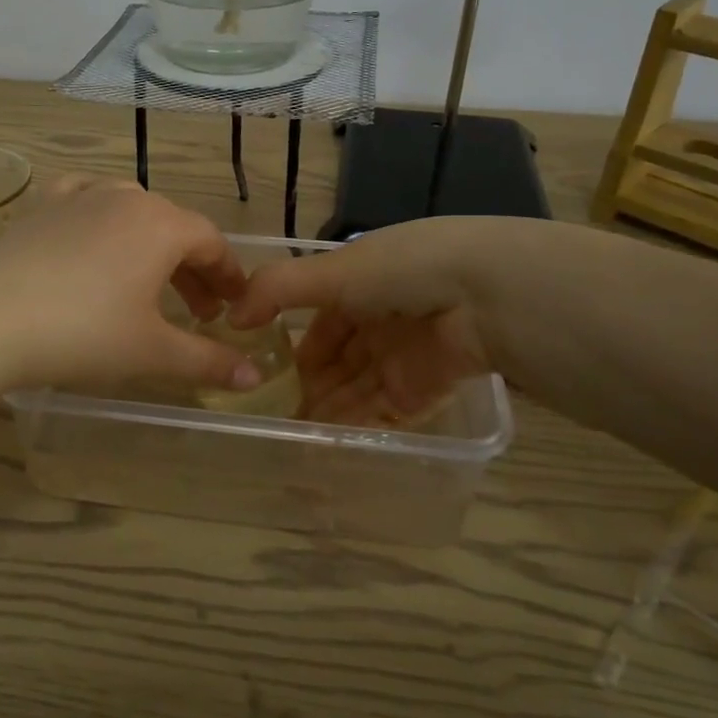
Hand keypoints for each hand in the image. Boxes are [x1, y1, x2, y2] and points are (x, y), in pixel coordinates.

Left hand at [0, 178, 264, 392]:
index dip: (229, 275)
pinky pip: (85, 198)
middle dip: (193, 269)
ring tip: (149, 280)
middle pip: (175, 227)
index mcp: (162, 225)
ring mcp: (80, 195)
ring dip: (151, 245)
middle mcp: (126, 197)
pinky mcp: (43, 205)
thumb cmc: (83, 332)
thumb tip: (254, 378)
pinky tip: (94, 232)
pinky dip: (100, 216)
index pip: (213, 243)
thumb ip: (207, 360)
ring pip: (132, 211)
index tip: (234, 305)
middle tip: (199, 311)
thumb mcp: (151, 351)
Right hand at [230, 218, 518, 424]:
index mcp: (363, 285)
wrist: (485, 297)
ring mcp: (405, 359)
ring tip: (289, 439)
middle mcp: (383, 322)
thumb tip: (231, 315)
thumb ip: (276, 289)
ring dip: (325, 413)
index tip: (262, 371)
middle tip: (270, 415)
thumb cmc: (400, 271)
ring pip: (355, 391)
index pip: (322, 323)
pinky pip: (382, 415)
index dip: (294, 347)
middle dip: (307, 387)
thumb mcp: (331, 270)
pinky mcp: (425, 392)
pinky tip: (323, 447)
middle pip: (338, 362)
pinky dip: (354, 429)